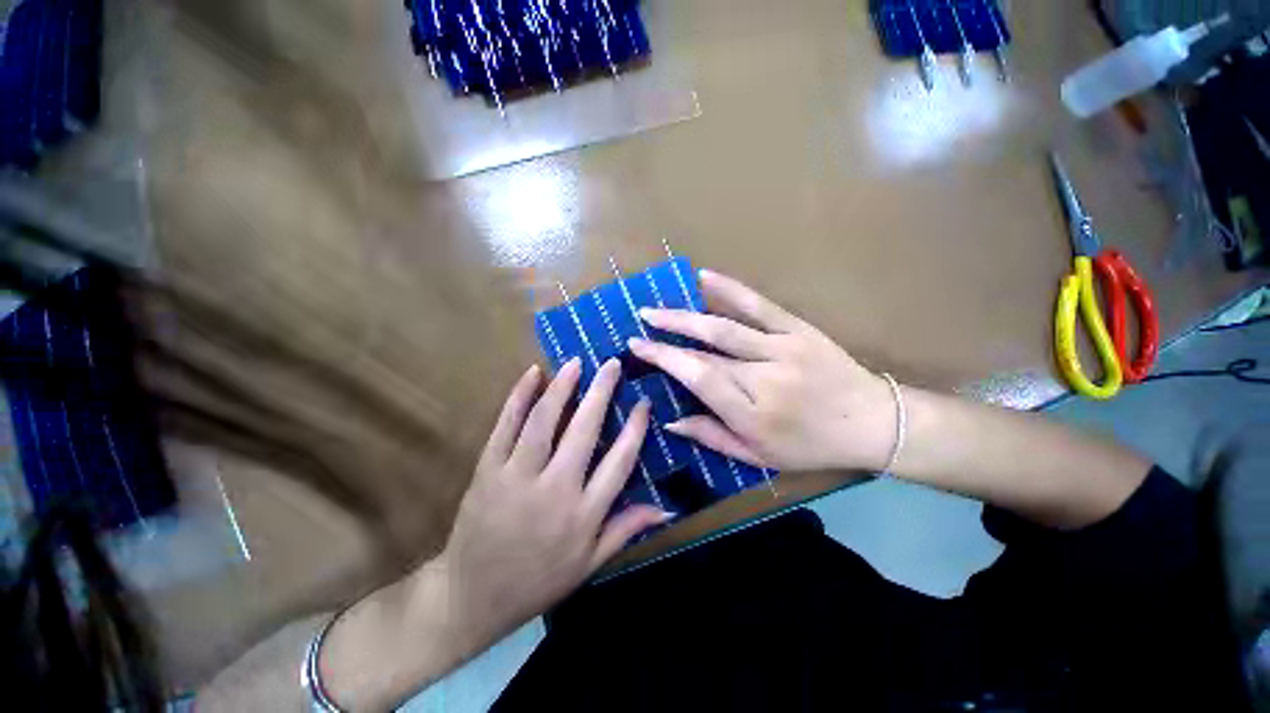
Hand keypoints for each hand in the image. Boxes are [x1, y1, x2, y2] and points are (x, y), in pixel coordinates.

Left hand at [437, 358, 670, 643]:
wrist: (470, 598)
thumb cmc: (537, 582)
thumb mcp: (589, 564)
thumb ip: (626, 530)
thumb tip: (666, 508)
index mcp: (584, 514)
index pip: (619, 461)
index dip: (635, 428)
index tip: (644, 403)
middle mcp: (555, 489)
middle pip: (584, 430)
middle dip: (602, 392)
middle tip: (612, 365)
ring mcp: (517, 477)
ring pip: (544, 421)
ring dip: (562, 387)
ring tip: (577, 363)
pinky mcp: (487, 470)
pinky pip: (505, 425)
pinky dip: (519, 396)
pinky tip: (533, 374)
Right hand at [628, 270, 896, 472]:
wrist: (873, 422)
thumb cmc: (811, 446)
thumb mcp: (759, 457)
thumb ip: (712, 436)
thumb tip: (671, 420)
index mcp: (752, 412)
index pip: (697, 377)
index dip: (664, 359)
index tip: (638, 347)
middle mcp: (763, 377)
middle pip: (705, 350)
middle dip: (667, 335)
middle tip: (640, 323)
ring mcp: (782, 348)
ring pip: (724, 326)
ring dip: (686, 315)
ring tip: (657, 308)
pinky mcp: (798, 329)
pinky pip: (759, 305)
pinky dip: (729, 289)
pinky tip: (704, 277)